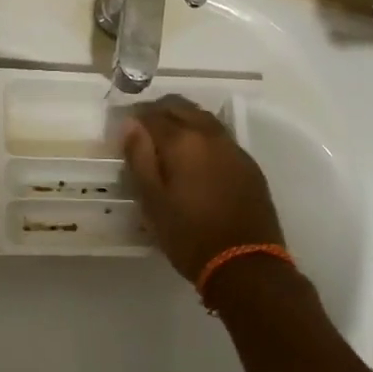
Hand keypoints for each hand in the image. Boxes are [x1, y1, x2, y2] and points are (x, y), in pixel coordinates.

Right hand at [122, 95, 284, 281]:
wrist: (245, 264)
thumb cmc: (189, 234)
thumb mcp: (152, 200)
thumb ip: (139, 157)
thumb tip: (131, 125)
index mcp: (182, 141)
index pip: (152, 114)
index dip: (135, 117)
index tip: (124, 129)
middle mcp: (210, 135)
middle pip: (181, 107)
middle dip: (159, 112)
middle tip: (143, 130)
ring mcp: (234, 148)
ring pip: (203, 119)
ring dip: (183, 120)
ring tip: (167, 142)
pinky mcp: (249, 165)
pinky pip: (220, 137)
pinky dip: (202, 136)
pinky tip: (195, 158)